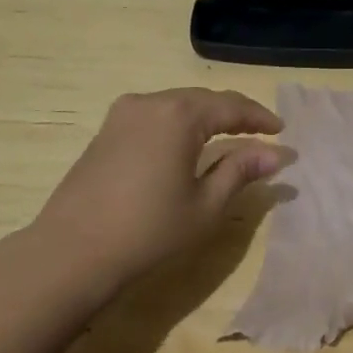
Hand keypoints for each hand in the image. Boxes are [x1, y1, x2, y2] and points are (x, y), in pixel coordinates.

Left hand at [31, 88, 285, 292]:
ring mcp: (124, 113)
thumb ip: (240, 171)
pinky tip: (186, 144)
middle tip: (260, 132)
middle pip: (203, 99)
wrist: (71, 252)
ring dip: (205, 117)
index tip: (281, 130)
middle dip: (233, 114)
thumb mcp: (205, 205)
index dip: (259, 117)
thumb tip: (276, 154)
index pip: (230, 106)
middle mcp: (151, 102)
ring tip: (228, 136)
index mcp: (180, 114)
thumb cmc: (148, 231)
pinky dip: (178, 124)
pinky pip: (154, 115)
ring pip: (177, 105)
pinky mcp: (106, 130)